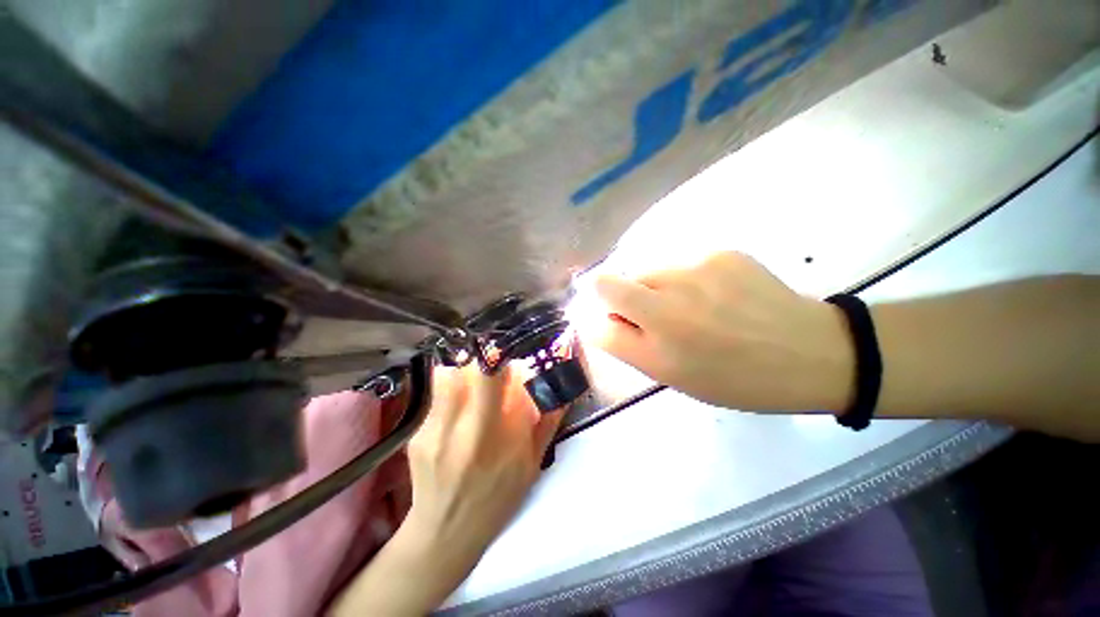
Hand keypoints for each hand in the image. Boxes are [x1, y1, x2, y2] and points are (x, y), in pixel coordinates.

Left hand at [403, 364, 562, 590]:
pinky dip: (452, 383)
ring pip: (451, 372)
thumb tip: (559, 380)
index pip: (504, 379)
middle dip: (489, 361)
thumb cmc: (499, 496)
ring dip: (468, 368)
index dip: (511, 362)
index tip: (517, 362)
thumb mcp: (534, 461)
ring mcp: (436, 430)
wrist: (447, 532)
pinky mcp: (418, 432)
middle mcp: (465, 430)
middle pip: (474, 368)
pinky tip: (460, 401)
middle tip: (497, 370)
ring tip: (478, 383)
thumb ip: (548, 418)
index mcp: (501, 438)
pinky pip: (436, 390)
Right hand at [577, 251, 853, 411]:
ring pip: (649, 271)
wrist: (812, 353)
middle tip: (658, 320)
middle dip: (625, 300)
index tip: (616, 322)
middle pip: (616, 280)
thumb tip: (597, 318)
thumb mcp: (670, 374)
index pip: (598, 299)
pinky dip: (687, 280)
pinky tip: (718, 296)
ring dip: (656, 289)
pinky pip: (682, 263)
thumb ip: (624, 343)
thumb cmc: (734, 378)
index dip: (598, 310)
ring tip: (695, 309)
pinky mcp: (721, 251)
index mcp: (657, 331)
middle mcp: (669, 293)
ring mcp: (697, 266)